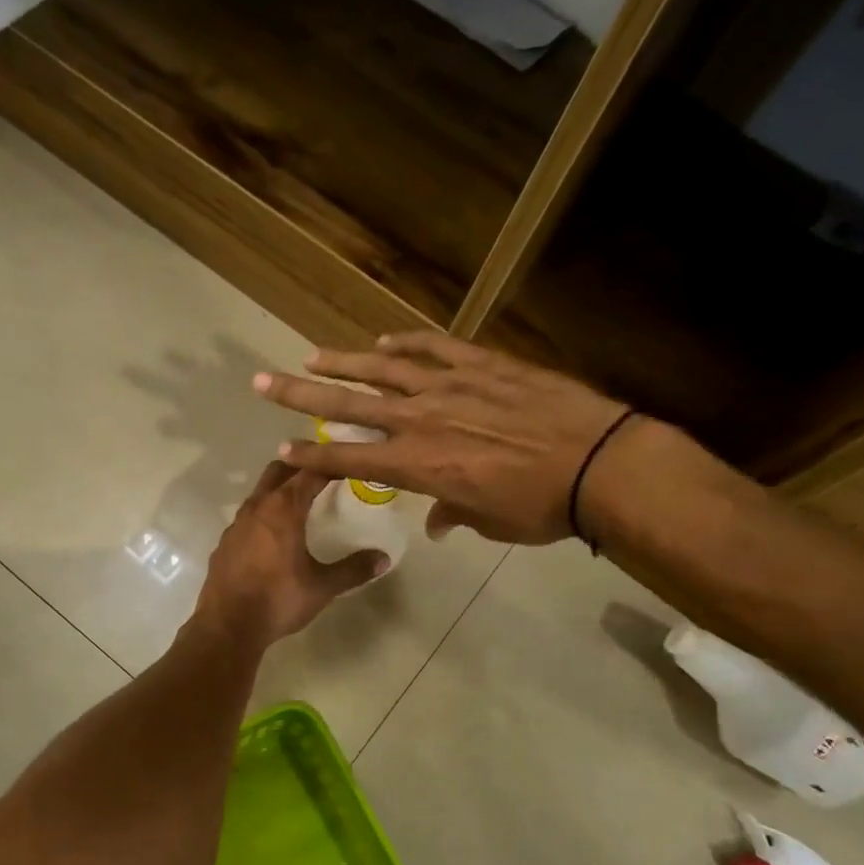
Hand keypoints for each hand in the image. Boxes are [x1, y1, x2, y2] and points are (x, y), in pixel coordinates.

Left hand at [191, 462, 386, 645]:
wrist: (227, 626)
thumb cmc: (278, 600)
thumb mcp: (322, 587)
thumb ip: (354, 569)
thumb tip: (383, 558)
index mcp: (283, 509)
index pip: (310, 473)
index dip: (330, 465)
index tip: (346, 464)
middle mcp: (257, 508)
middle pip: (279, 471)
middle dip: (300, 467)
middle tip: (322, 474)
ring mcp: (236, 524)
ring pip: (260, 493)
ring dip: (279, 490)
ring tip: (299, 502)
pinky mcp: (225, 542)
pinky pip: (247, 517)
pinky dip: (263, 515)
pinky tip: (272, 535)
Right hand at [253, 332, 639, 545]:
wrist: (599, 463)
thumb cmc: (540, 507)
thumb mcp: (490, 523)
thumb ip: (454, 516)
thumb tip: (438, 520)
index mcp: (418, 465)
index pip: (348, 457)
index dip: (311, 453)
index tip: (281, 447)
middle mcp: (420, 420)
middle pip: (348, 403)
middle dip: (300, 394)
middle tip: (264, 381)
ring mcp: (449, 386)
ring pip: (382, 369)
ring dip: (342, 362)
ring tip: (310, 354)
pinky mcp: (481, 364)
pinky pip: (433, 347)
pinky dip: (404, 344)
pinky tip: (382, 341)